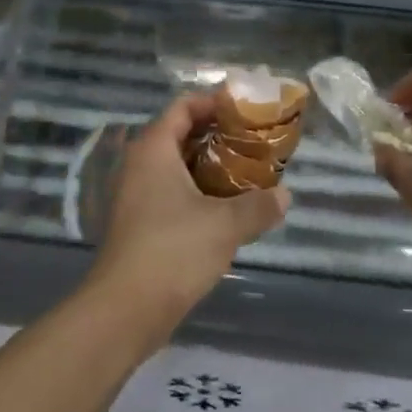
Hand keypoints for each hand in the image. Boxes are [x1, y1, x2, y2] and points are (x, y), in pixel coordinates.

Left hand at [86, 94, 289, 348]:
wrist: (126, 309)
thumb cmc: (174, 251)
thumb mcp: (225, 225)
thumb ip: (258, 205)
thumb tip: (285, 196)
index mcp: (153, 150)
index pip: (183, 107)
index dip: (214, 102)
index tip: (247, 109)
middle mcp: (140, 166)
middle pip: (181, 134)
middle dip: (218, 135)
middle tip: (255, 141)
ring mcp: (136, 196)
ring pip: (178, 167)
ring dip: (211, 167)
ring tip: (249, 172)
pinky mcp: (140, 224)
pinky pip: (173, 193)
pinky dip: (199, 191)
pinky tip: (228, 208)